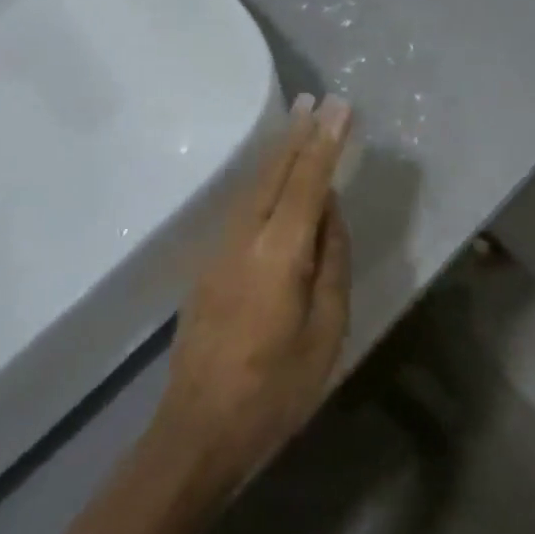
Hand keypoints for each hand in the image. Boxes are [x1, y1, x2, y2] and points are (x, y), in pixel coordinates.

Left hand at [154, 93, 352, 498]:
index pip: (308, 182)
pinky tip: (271, 174)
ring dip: (278, 151)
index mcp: (279, 253)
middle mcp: (245, 238)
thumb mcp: (325, 331)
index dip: (325, 142)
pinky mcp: (208, 267)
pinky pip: (243, 205)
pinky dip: (262, 178)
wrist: (195, 435)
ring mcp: (220, 251)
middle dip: (297, 134)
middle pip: (274, 172)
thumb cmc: (274, 390)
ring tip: (297, 121)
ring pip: (254, 185)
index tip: (339, 107)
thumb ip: (331, 262)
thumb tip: (329, 212)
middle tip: (315, 98)